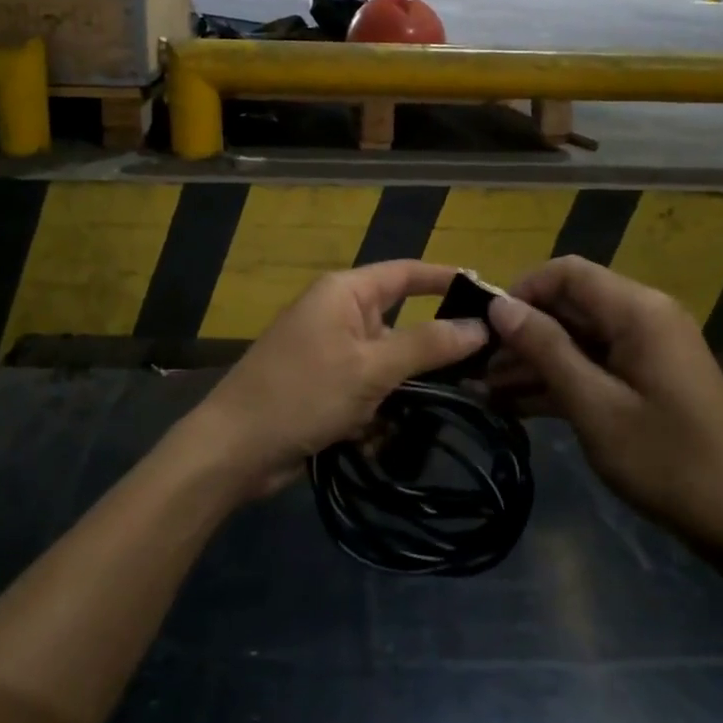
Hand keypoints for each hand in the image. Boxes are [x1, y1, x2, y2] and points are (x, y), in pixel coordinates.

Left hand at [186, 261, 488, 499]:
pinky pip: (366, 391)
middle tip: (480, 370)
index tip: (489, 293)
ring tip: (432, 413)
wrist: (234, 449)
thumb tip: (480, 325)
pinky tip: (373, 439)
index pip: (405, 273)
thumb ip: (427, 345)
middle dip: (428, 353)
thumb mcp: (371, 368)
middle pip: (400, 323)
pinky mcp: (324, 388)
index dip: (445, 279)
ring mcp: (330, 353)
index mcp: (344, 293)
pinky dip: (375, 413)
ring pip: (387, 364)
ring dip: (401, 392)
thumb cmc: (302, 394)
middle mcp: (338, 314)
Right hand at [486, 257, 722, 558]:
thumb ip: (545, 349)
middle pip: (569, 305)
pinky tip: (514, 404)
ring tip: (483, 390)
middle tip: (475, 366)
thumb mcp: (594, 406)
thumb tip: (499, 307)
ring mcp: (646, 349)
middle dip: (521, 332)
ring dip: (533, 361)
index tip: (485, 326)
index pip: (567, 272)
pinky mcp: (645, 378)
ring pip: (576, 337)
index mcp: (638, 311)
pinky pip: (593, 364)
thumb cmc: (667, 461)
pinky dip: (558, 380)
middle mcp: (643, 317)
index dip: (522, 291)